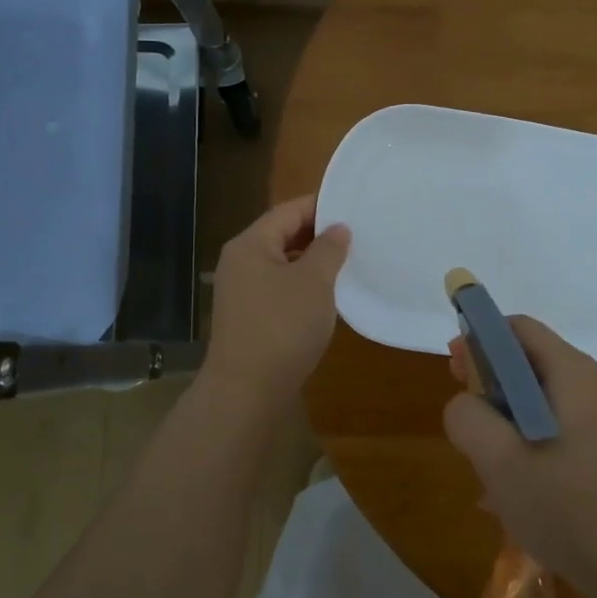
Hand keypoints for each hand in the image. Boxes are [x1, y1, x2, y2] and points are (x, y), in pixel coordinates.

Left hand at [202, 195, 350, 410]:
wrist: (246, 391)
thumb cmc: (282, 326)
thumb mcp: (314, 282)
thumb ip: (329, 249)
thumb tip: (338, 228)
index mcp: (250, 244)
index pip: (288, 211)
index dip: (321, 206)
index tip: (354, 208)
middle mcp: (240, 262)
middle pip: (282, 235)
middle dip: (318, 234)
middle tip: (356, 236)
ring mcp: (241, 291)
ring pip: (281, 263)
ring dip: (311, 262)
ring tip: (347, 263)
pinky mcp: (248, 316)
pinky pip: (278, 288)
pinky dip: (302, 285)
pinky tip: (326, 296)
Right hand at [444, 316, 596, 586]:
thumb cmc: (563, 504)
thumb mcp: (498, 458)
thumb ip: (468, 417)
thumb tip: (464, 405)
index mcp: (571, 373)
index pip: (518, 328)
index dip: (480, 338)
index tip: (454, 369)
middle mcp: (589, 386)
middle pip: (528, 360)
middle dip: (488, 380)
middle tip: (462, 412)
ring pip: (536, 398)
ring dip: (502, 417)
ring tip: (479, 456)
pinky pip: (550, 427)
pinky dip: (523, 440)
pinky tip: (505, 486)